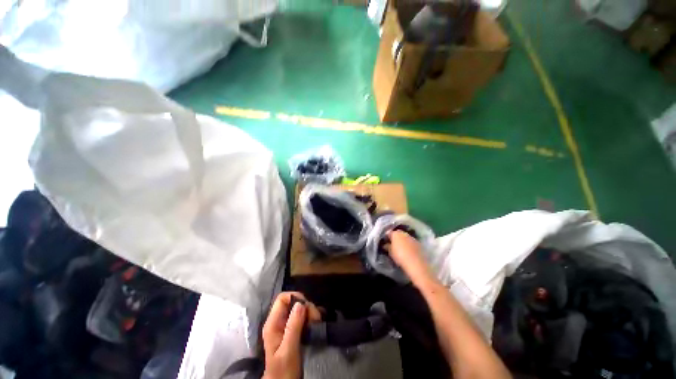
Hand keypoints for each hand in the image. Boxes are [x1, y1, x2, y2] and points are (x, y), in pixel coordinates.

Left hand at [262, 292, 320, 378]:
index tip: (308, 308)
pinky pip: (301, 316)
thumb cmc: (284, 370)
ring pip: (298, 308)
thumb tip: (300, 303)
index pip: (282, 298)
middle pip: (292, 302)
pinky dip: (309, 317)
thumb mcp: (289, 349)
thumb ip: (293, 326)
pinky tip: (316, 324)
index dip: (295, 298)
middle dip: (306, 306)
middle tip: (315, 318)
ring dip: (309, 312)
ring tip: (317, 322)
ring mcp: (284, 326)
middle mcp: (277, 321)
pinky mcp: (292, 330)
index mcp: (272, 323)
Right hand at [387, 230, 433, 284]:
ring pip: (405, 238)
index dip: (386, 238)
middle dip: (395, 239)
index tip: (384, 243)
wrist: (416, 264)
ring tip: (400, 249)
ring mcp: (412, 238)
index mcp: (396, 233)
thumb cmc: (400, 256)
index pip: (389, 233)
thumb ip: (387, 246)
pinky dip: (408, 246)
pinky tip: (408, 252)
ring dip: (402, 242)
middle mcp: (404, 233)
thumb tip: (385, 245)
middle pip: (398, 234)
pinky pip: (411, 243)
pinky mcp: (419, 244)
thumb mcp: (390, 252)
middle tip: (392, 246)